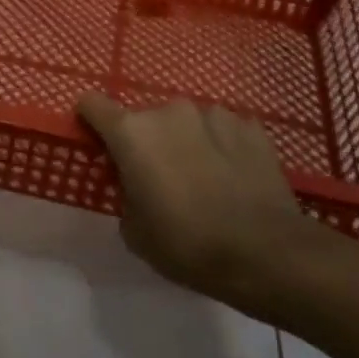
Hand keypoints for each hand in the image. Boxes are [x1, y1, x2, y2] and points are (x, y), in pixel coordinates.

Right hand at [77, 94, 338, 315]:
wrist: (267, 254)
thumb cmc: (187, 244)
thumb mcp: (134, 230)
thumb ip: (125, 192)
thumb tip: (136, 182)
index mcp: (132, 132)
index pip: (92, 104)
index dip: (91, 121)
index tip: (99, 144)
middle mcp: (169, 111)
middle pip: (144, 118)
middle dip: (146, 141)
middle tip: (159, 178)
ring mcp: (214, 114)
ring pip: (186, 122)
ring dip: (185, 141)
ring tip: (203, 178)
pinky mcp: (251, 126)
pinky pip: (222, 130)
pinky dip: (221, 146)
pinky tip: (233, 177)